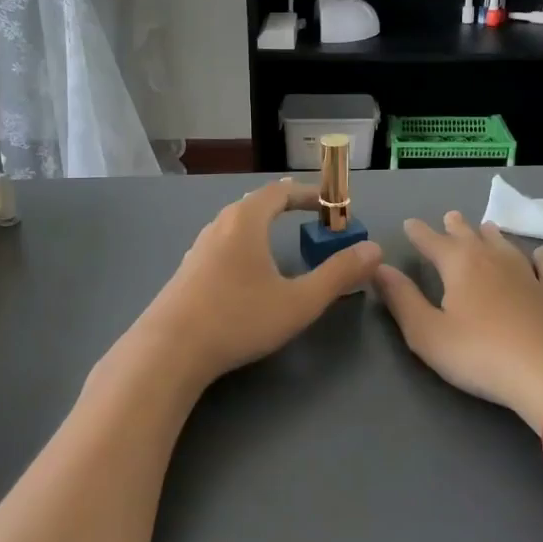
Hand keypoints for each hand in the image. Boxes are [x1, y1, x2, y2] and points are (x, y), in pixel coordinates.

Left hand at [125, 179, 380, 393]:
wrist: (169, 350)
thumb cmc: (238, 319)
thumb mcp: (298, 301)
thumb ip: (338, 275)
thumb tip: (373, 249)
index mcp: (246, 221)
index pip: (280, 191)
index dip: (310, 194)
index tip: (332, 205)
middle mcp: (219, 225)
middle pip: (256, 204)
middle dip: (287, 207)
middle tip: (312, 219)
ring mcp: (198, 248)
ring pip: (235, 225)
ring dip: (263, 226)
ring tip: (281, 242)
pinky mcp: (186, 272)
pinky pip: (222, 245)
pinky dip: (245, 246)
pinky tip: (247, 273)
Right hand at [375, 213, 542, 429]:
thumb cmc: (481, 354)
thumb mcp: (427, 333)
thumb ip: (402, 299)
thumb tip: (379, 267)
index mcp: (459, 265)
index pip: (433, 242)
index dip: (419, 233)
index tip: (409, 223)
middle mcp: (493, 260)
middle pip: (471, 236)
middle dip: (456, 227)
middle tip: (450, 216)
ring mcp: (528, 274)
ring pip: (506, 245)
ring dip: (492, 235)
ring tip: (486, 225)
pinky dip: (541, 258)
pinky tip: (542, 254)